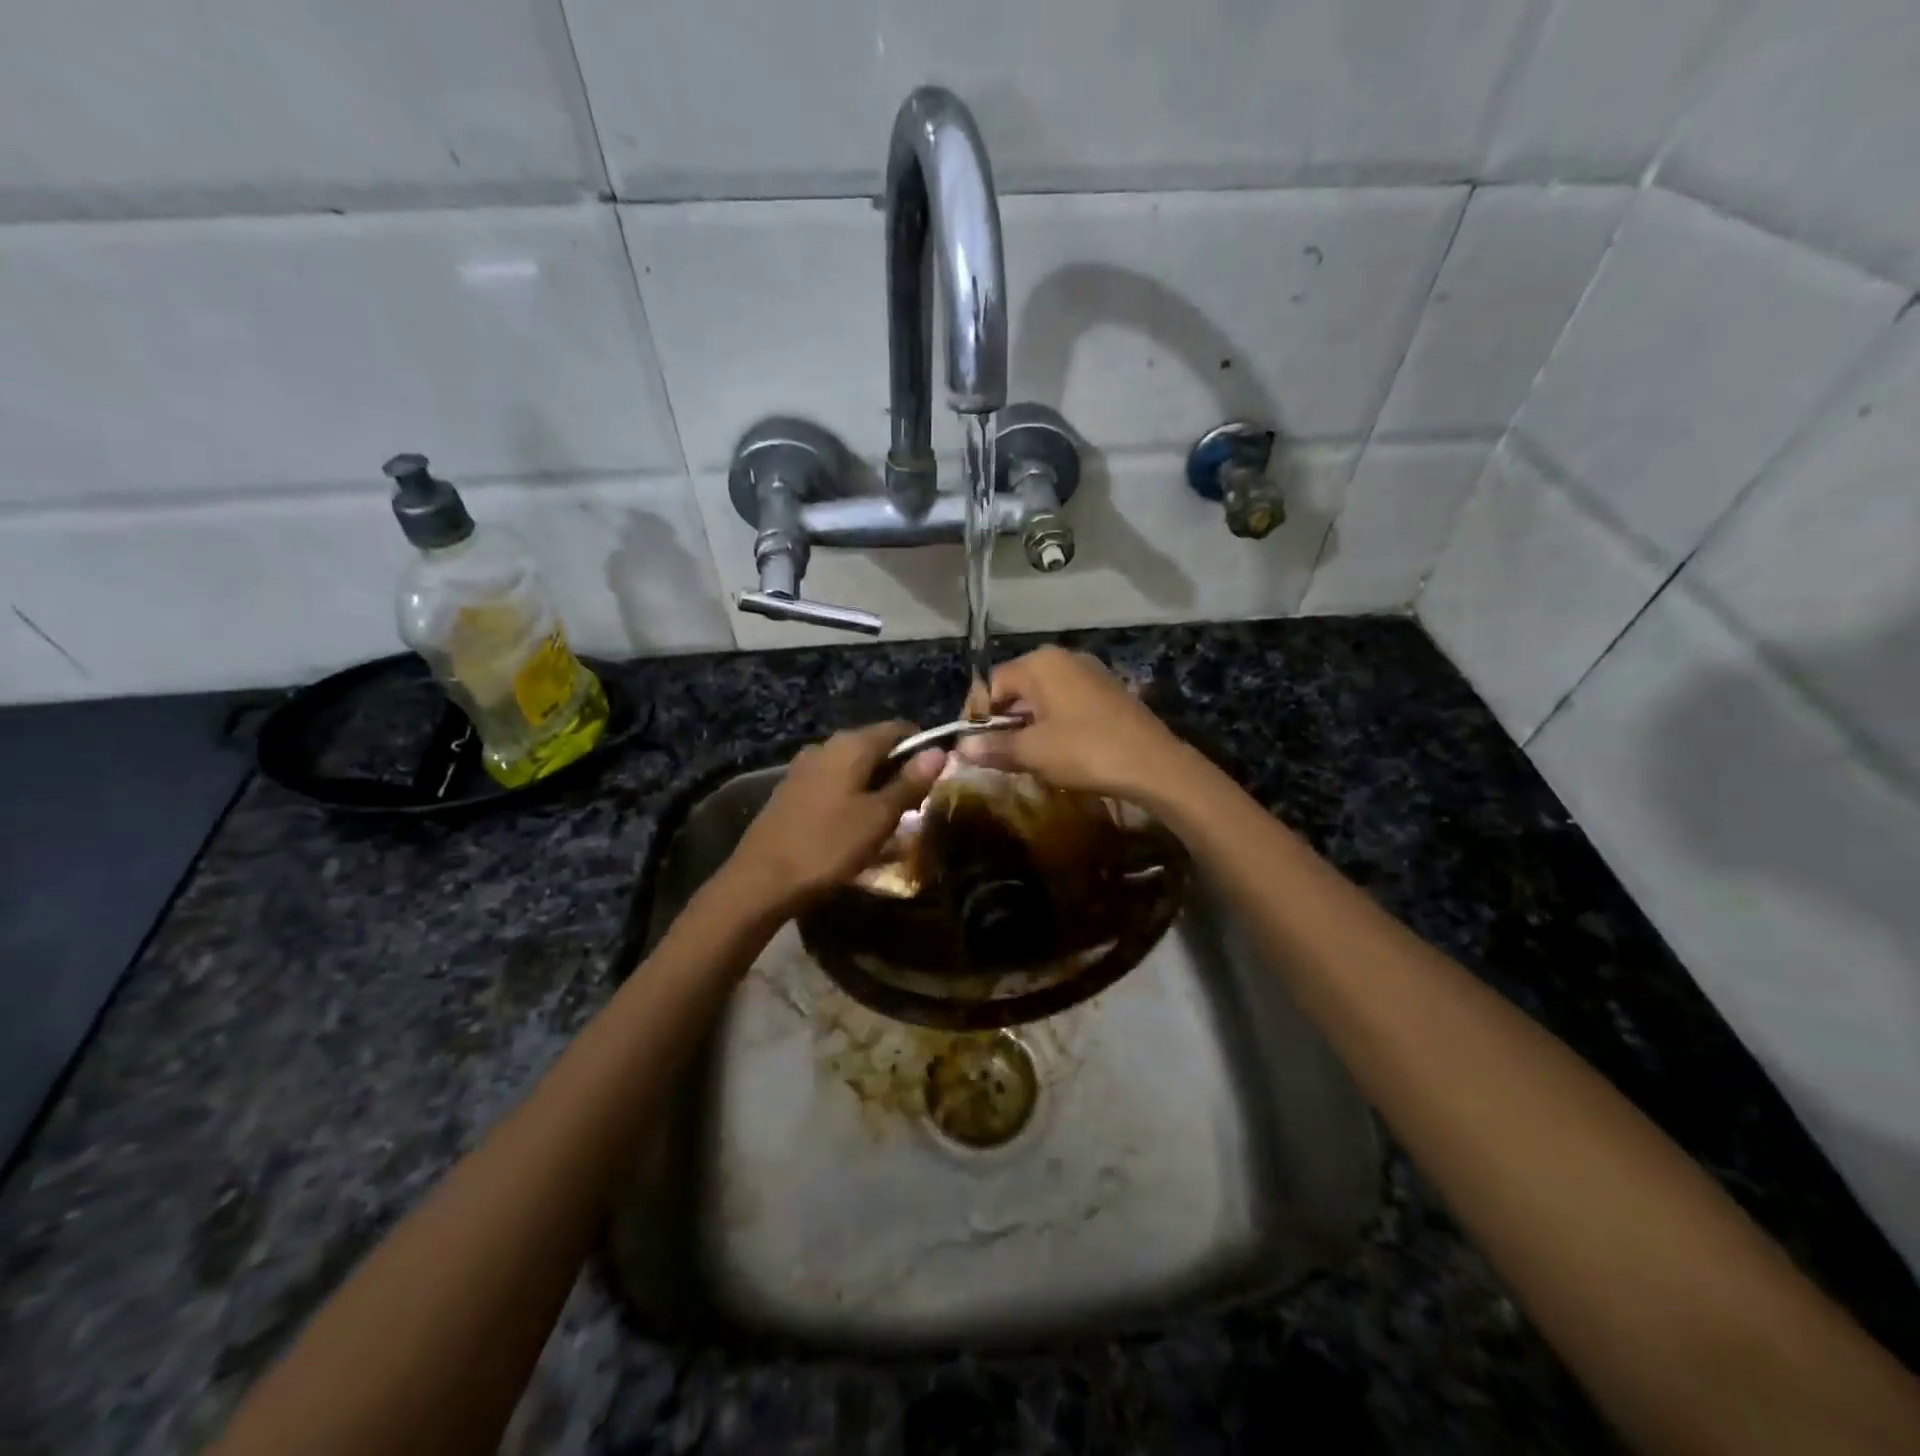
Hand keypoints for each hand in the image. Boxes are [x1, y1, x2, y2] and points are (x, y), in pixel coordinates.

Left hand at [726, 722, 944, 913]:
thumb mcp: (879, 817)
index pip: (898, 728)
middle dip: (899, 770)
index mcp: (851, 745)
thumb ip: (910, 782)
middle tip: (915, 806)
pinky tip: (853, 826)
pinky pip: (833, 783)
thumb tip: (938, 751)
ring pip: (853, 767)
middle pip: (875, 746)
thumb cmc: (829, 846)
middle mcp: (826, 746)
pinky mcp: (791, 790)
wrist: (761, 880)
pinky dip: (851, 796)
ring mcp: (804, 767)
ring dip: (874, 786)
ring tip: (886, 820)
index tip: (934, 779)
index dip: (922, 748)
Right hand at [958, 646, 1195, 802]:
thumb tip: (961, 748)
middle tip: (997, 753)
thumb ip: (993, 746)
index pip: (991, 683)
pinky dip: (1053, 722)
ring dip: (1027, 724)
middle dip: (1002, 720)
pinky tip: (1056, 749)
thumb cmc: (1085, 751)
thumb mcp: (1032, 752)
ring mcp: (1089, 672)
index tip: (973, 746)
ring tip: (1024, 756)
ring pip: (1042, 696)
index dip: (977, 715)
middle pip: (1016, 686)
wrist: (1154, 764)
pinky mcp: (1107, 690)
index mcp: (1040, 664)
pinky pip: (1066, 701)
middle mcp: (1063, 658)